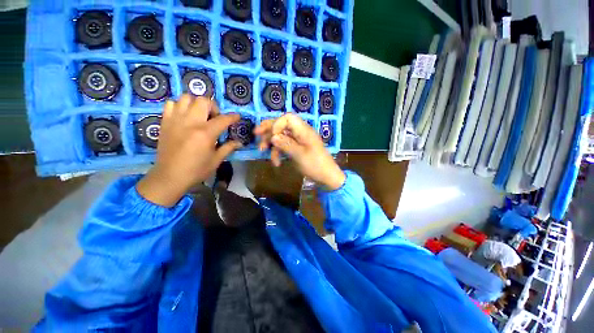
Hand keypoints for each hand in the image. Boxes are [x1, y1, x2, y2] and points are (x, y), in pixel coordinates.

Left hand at [136, 94, 241, 206]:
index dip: (233, 117)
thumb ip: (228, 148)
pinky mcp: (165, 122)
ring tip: (200, 115)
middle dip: (213, 107)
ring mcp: (175, 120)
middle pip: (203, 101)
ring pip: (186, 98)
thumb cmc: (196, 170)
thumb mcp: (216, 160)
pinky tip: (185, 117)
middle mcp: (190, 122)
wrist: (170, 176)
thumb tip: (239, 143)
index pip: (223, 119)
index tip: (237, 117)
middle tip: (215, 118)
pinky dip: (180, 106)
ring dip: (196, 104)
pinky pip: (171, 104)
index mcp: (205, 133)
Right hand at [254, 114, 344, 190]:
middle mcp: (300, 132)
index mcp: (304, 130)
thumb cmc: (315, 165)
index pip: (287, 118)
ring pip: (281, 136)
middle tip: (256, 134)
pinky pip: (285, 145)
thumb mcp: (299, 155)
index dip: (277, 124)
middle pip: (282, 125)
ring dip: (272, 144)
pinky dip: (278, 151)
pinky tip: (276, 162)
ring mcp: (298, 140)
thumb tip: (273, 136)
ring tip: (264, 153)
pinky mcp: (297, 148)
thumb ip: (286, 144)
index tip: (272, 137)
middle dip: (269, 130)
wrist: (327, 177)